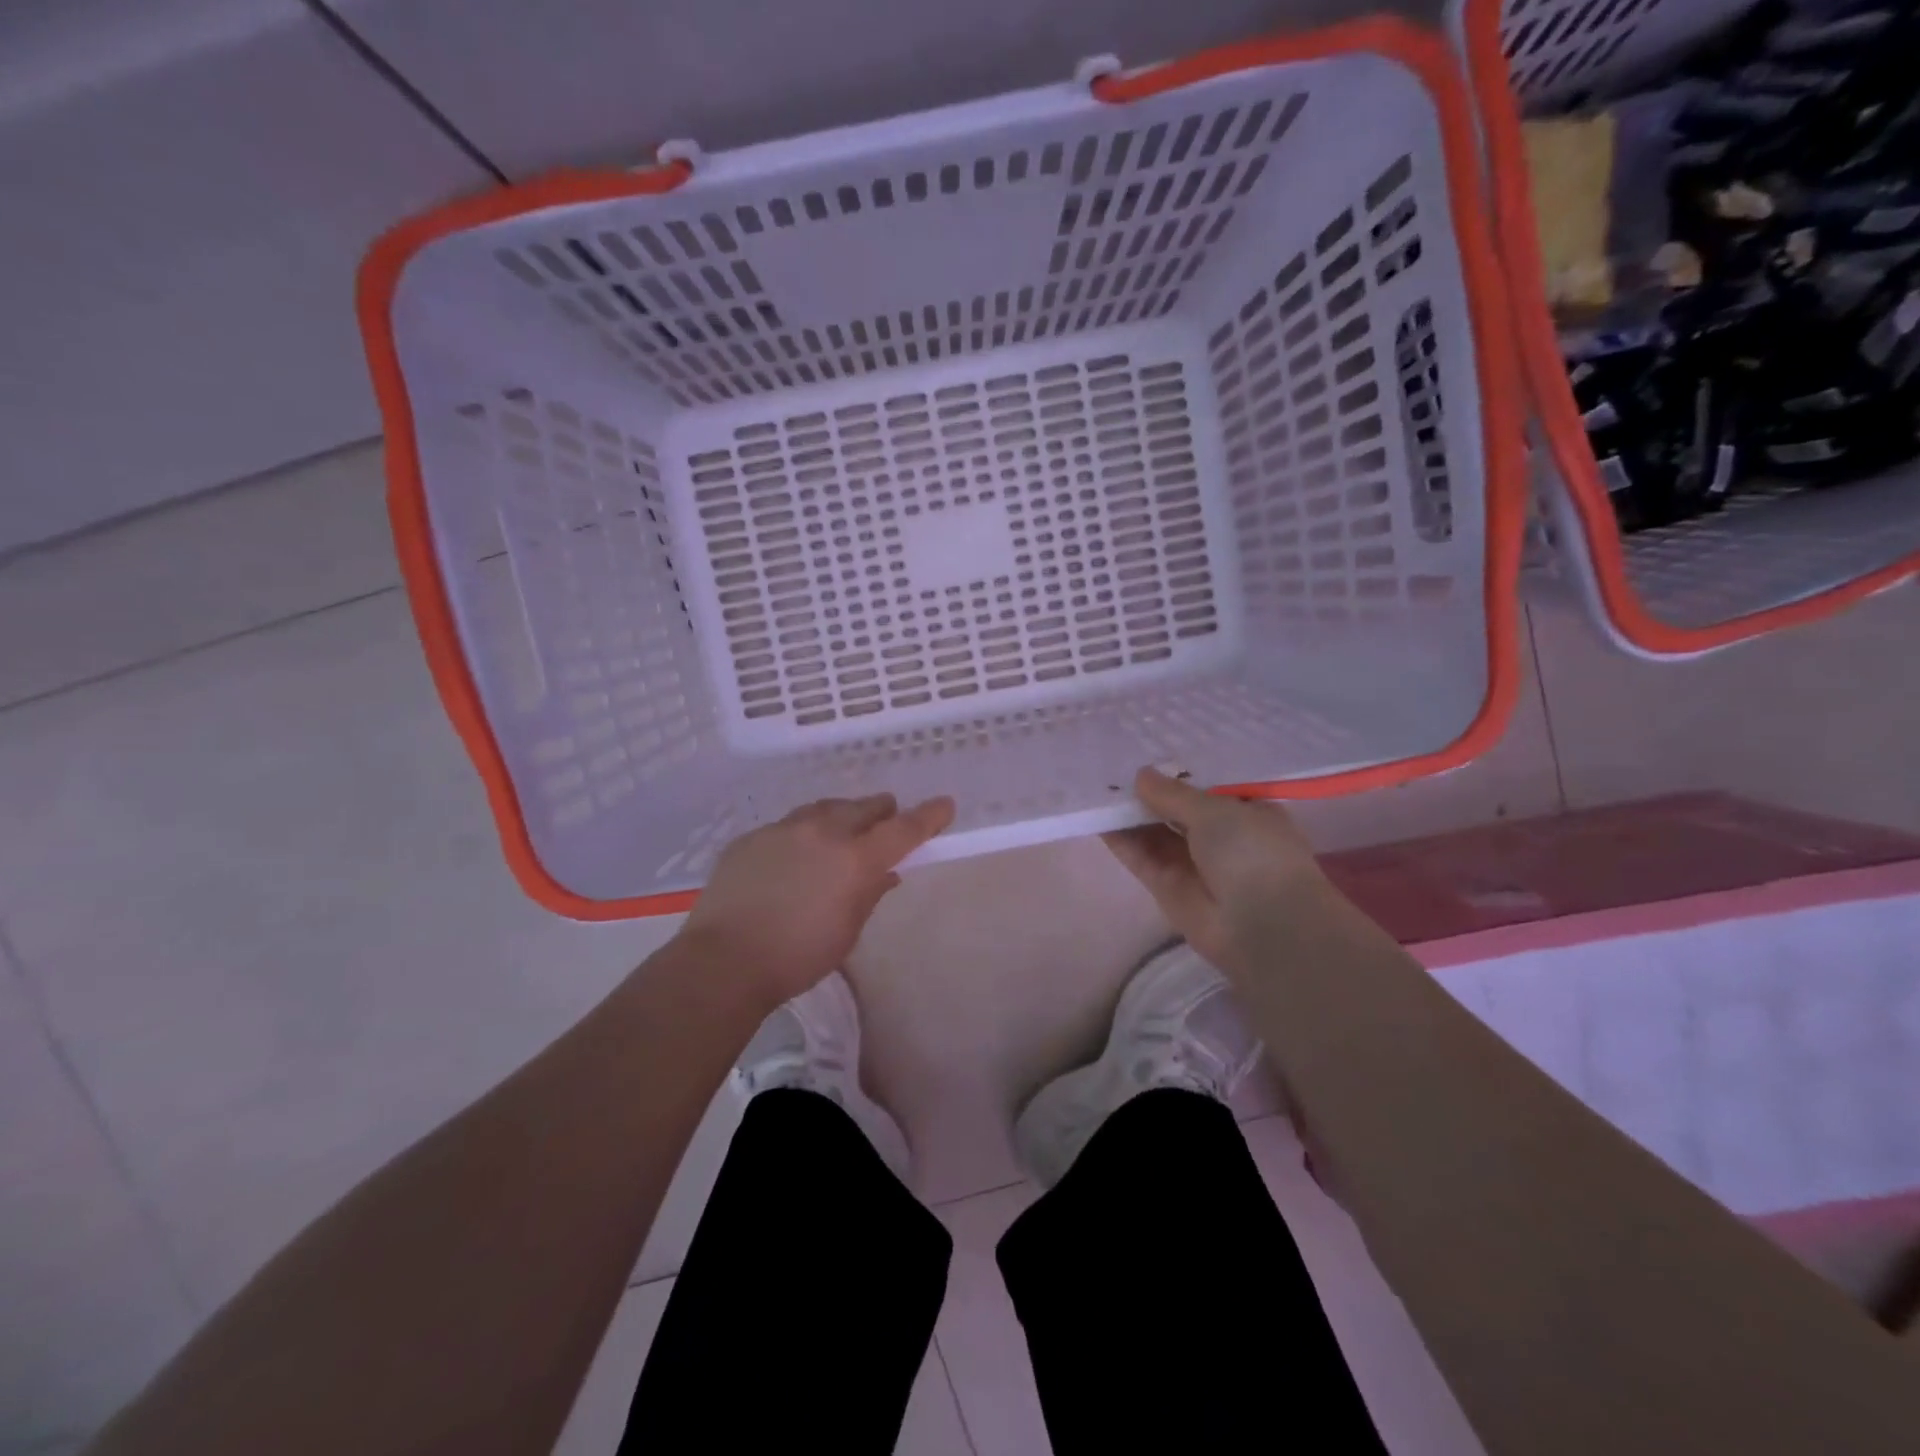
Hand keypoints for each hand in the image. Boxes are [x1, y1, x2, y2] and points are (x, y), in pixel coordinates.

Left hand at [681, 793, 955, 1008]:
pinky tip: (797, 853)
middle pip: (864, 807)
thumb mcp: (847, 931)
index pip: (904, 828)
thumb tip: (885, 873)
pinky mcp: (753, 836)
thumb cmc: (798, 956)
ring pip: (826, 808)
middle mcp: (824, 831)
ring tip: (844, 830)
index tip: (945, 805)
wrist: (724, 959)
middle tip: (887, 819)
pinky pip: (790, 824)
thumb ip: (869, 894)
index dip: (929, 816)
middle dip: (882, 812)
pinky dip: (805, 832)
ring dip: (843, 815)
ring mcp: (785, 828)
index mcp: (856, 858)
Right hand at [1104, 767, 1325, 969]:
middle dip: (1150, 794)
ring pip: (1155, 834)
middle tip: (1114, 768)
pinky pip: (1140, 857)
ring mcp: (1193, 865)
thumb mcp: (1215, 810)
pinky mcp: (1167, 888)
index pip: (1208, 790)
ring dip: (1130, 814)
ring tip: (1099, 787)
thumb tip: (1141, 776)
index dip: (1180, 774)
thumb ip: (1173, 793)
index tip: (1149, 755)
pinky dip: (1121, 840)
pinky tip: (1097, 816)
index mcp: (1248, 814)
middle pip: (1177, 812)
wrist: (1262, 927)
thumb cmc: (1252, 854)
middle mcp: (1221, 839)